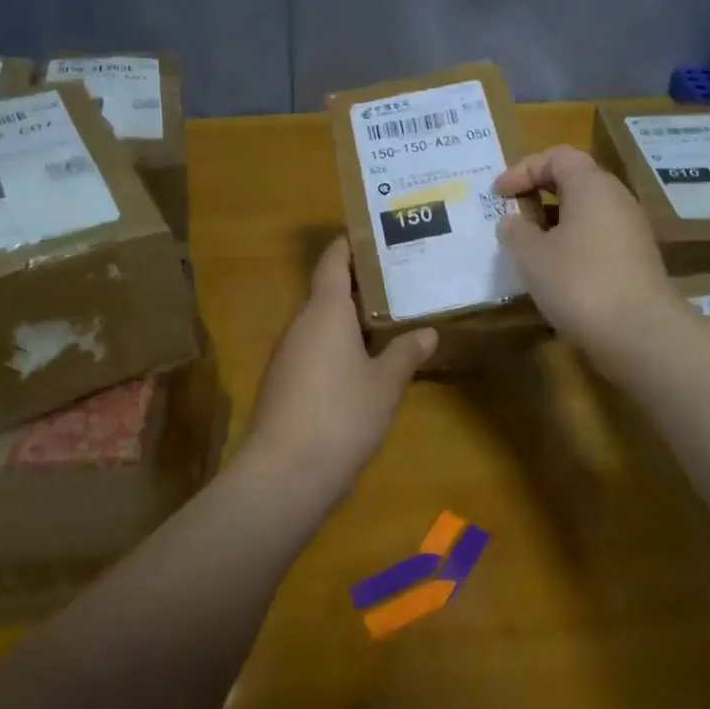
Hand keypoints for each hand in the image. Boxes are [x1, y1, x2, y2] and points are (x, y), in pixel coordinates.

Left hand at [242, 238, 435, 498]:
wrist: (285, 474)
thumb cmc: (342, 415)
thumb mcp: (386, 384)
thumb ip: (406, 353)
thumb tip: (426, 332)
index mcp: (325, 311)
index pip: (333, 261)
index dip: (349, 244)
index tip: (373, 234)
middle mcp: (301, 324)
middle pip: (328, 291)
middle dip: (361, 285)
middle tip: (399, 280)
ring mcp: (288, 354)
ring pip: (321, 323)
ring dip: (350, 319)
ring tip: (389, 319)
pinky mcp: (283, 383)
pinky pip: (314, 349)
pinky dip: (338, 346)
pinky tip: (362, 363)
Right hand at [495, 145, 684, 362]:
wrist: (639, 333)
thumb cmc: (579, 283)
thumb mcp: (532, 256)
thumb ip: (516, 231)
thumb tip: (513, 221)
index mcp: (591, 186)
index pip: (557, 156)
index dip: (523, 169)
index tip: (499, 195)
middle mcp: (616, 199)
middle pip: (575, 180)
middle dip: (539, 194)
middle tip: (512, 216)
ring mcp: (631, 230)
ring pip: (587, 212)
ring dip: (555, 223)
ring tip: (529, 247)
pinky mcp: (636, 260)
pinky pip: (598, 238)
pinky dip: (572, 244)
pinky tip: (555, 272)